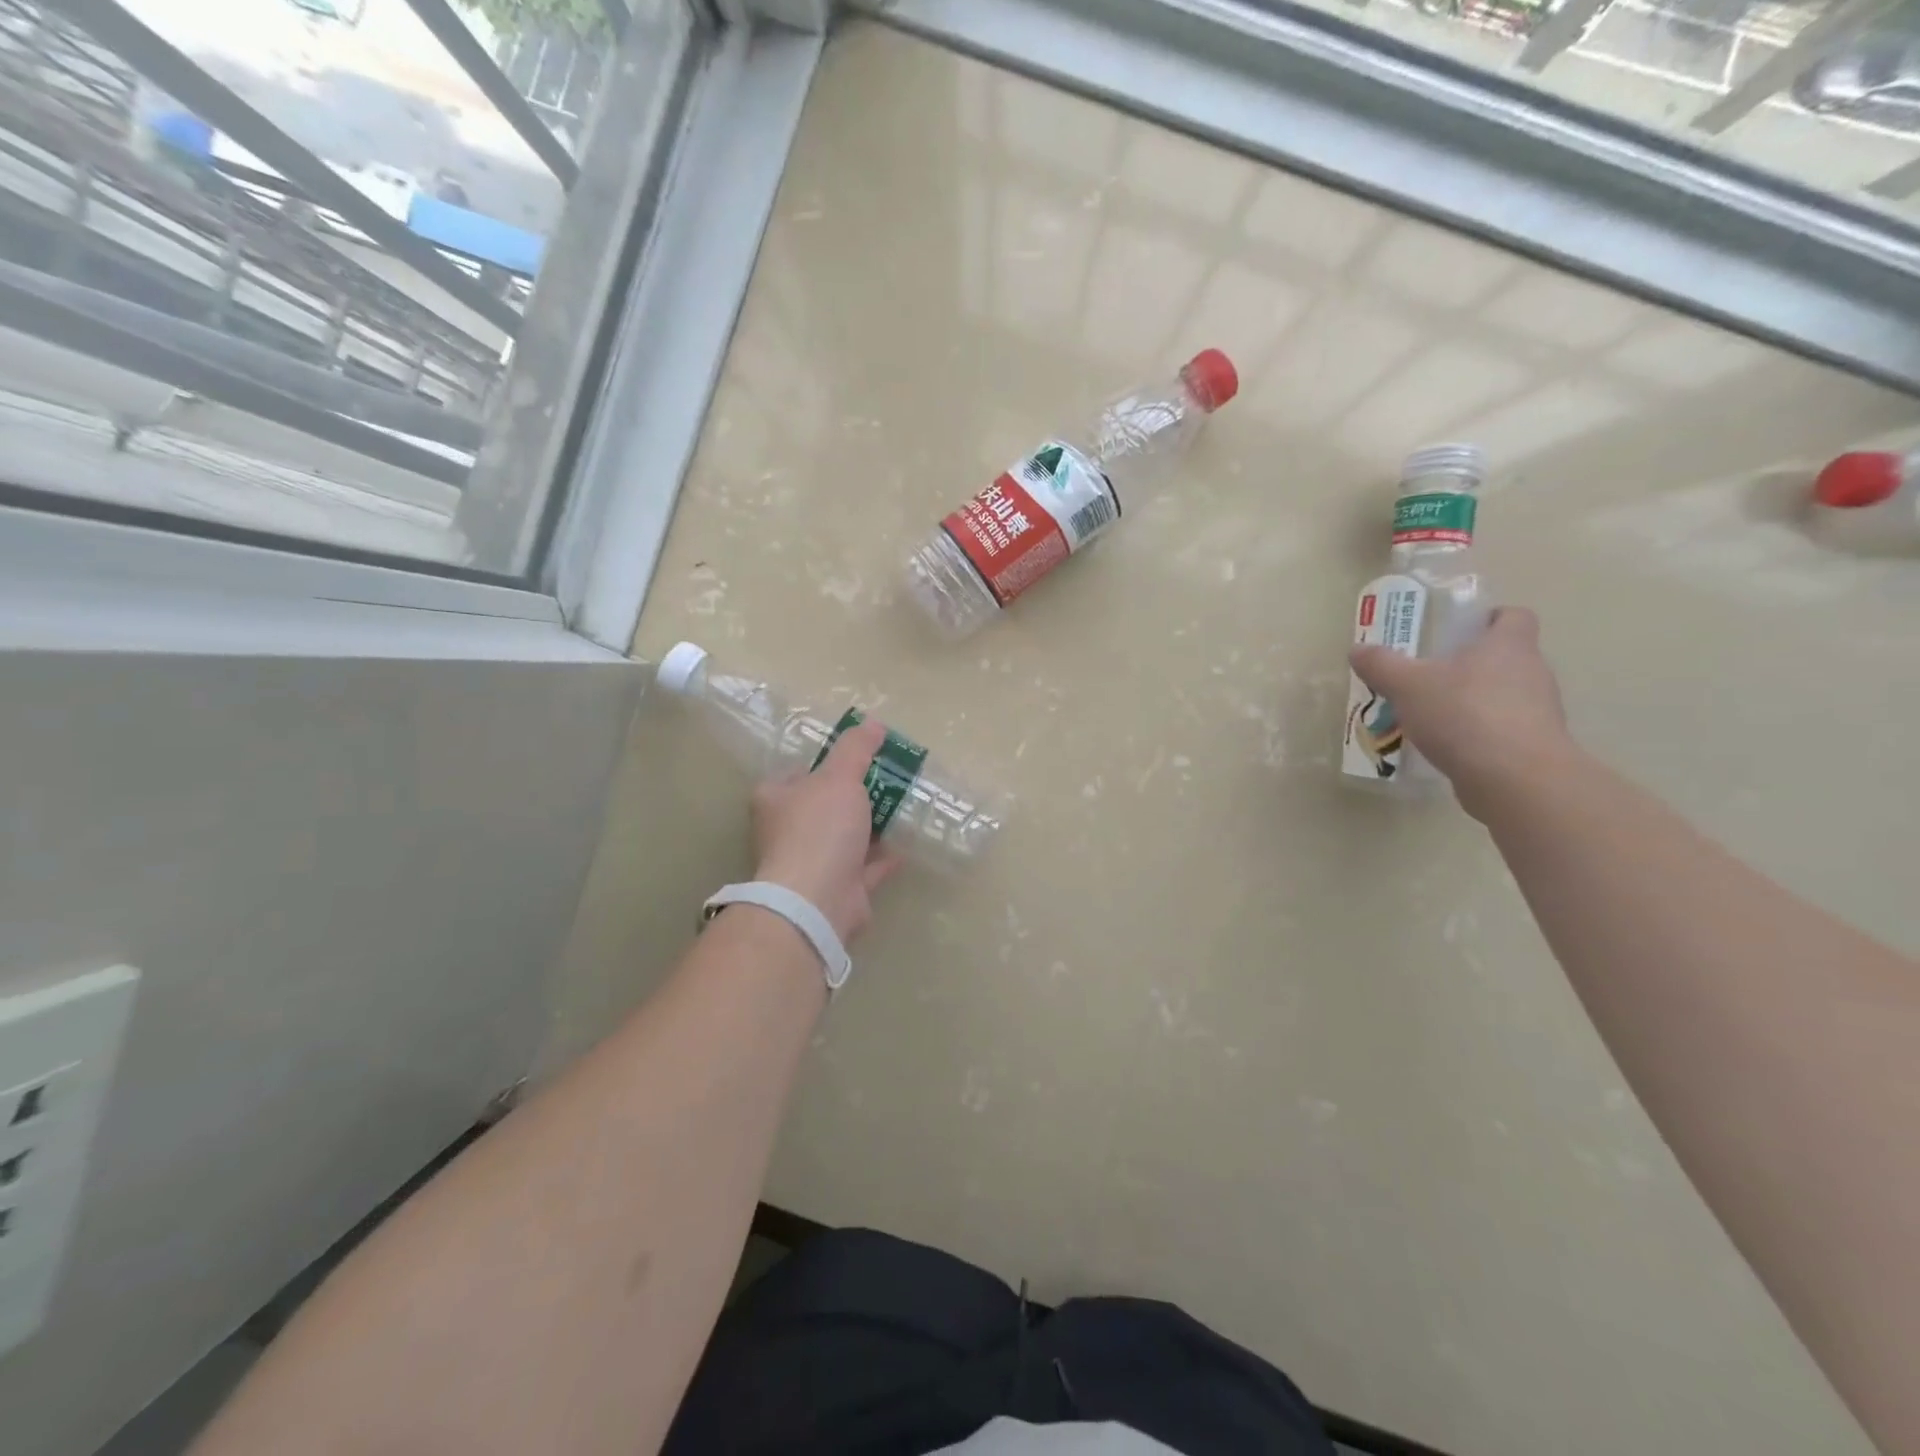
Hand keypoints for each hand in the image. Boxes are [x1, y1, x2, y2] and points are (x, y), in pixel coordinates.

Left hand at [751, 718, 902, 941]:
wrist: (817, 900)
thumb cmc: (819, 828)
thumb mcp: (839, 777)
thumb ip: (856, 749)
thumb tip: (873, 723)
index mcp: (776, 800)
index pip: (797, 774)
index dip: (824, 764)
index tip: (856, 758)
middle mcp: (788, 832)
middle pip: (823, 806)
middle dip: (853, 796)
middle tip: (887, 780)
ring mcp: (812, 864)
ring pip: (844, 839)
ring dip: (869, 827)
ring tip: (901, 808)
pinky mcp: (837, 890)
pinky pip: (863, 868)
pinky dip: (881, 858)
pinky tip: (904, 846)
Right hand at [1349, 606, 1573, 819]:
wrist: (1514, 778)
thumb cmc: (1464, 714)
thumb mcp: (1407, 685)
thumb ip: (1381, 665)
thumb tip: (1358, 649)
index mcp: (1508, 645)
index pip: (1513, 617)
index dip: (1489, 619)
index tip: (1459, 631)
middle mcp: (1532, 672)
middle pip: (1505, 657)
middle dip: (1469, 664)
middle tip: (1427, 676)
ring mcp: (1538, 711)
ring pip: (1503, 695)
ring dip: (1472, 701)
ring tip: (1430, 716)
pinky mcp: (1533, 745)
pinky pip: (1502, 729)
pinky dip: (1478, 733)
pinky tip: (1446, 746)